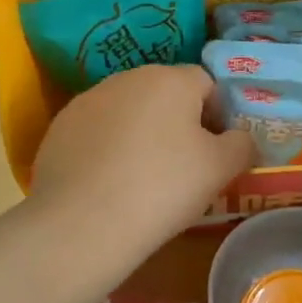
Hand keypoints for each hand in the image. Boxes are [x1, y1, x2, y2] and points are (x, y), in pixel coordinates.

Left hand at [31, 65, 255, 264]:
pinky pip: (98, 131)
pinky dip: (108, 149)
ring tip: (143, 178)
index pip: (207, 84)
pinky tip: (110, 184)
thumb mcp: (221, 169)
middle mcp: (128, 78)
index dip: (218, 116)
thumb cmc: (164, 188)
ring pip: (130, 111)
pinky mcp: (59, 128)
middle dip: (179, 122)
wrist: (82, 225)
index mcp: (171, 79)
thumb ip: (242, 144)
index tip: (216, 152)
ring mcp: (88, 100)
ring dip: (142, 134)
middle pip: (166, 93)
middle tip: (184, 167)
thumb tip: (240, 138)